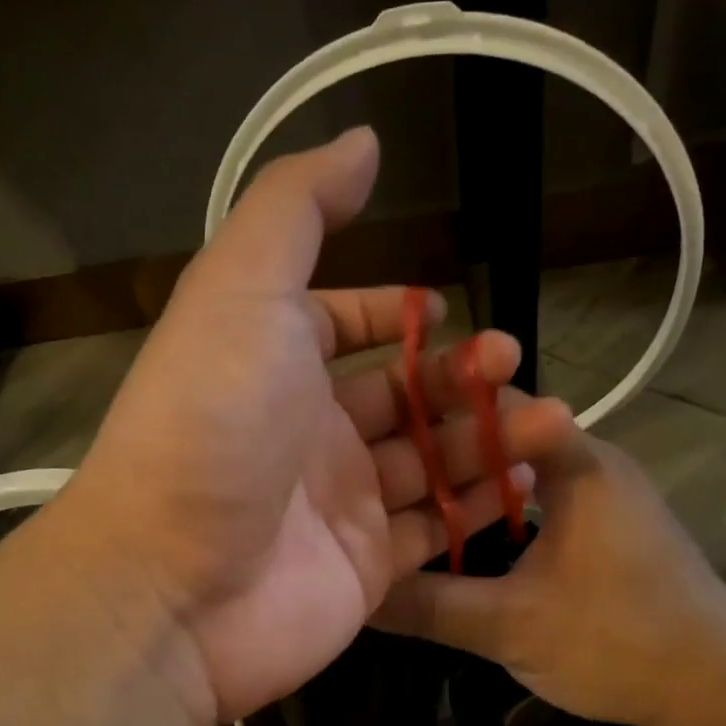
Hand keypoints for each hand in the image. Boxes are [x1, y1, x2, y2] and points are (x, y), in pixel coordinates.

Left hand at [47, 128, 577, 725]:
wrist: (175, 585)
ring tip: (550, 423)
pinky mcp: (368, 568)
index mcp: (276, 363)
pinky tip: (526, 483)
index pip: (342, 325)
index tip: (444, 311)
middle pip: (402, 396)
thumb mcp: (240, 290)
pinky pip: (435, 529)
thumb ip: (297, 209)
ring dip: (489, 438)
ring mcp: (341, 505)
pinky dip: (479, 507)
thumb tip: (361, 141)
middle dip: (462, 377)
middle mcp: (309, 432)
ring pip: (431, 462)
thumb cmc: (212, 425)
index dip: (392, 313)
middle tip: (515, 364)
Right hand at [372, 425, 725, 725]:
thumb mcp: (510, 628)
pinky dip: (498, 517)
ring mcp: (603, 495)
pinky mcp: (609, 528)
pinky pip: (540, 504)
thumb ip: (430, 606)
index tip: (378, 434)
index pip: (493, 404)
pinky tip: (465, 547)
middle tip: (379, 479)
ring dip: (470, 491)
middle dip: (443, 456)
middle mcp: (590, 462)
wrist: (718, 686)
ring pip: (520, 475)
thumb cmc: (619, 641)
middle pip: (501, 439)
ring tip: (407, 510)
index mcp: (574, 462)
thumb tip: (359, 592)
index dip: (434, 412)